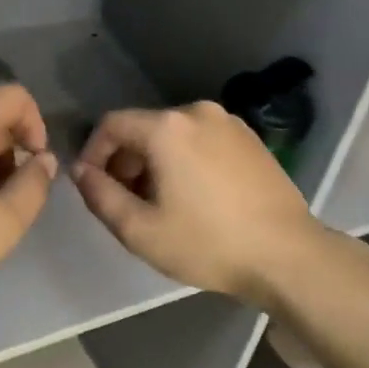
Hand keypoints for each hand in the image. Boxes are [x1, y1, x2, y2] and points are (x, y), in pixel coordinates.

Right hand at [72, 101, 324, 303]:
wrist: (287, 255)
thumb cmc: (208, 244)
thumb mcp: (140, 230)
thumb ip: (100, 196)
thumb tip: (82, 171)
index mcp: (167, 127)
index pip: (111, 124)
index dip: (93, 152)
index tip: (94, 186)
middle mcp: (197, 112)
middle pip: (144, 128)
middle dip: (126, 161)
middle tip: (127, 202)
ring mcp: (229, 122)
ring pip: (174, 134)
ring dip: (156, 162)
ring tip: (161, 203)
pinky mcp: (250, 138)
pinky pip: (202, 140)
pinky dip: (186, 159)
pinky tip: (196, 196)